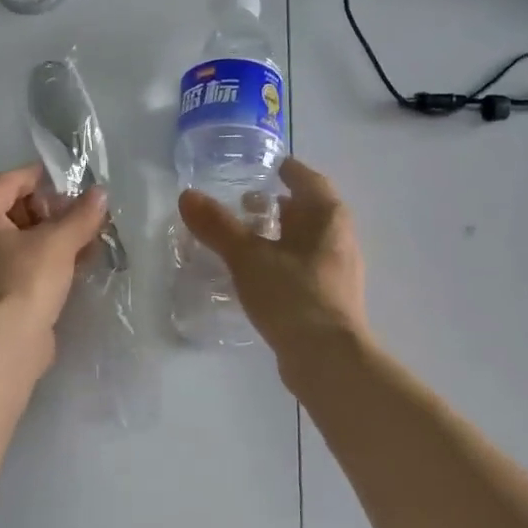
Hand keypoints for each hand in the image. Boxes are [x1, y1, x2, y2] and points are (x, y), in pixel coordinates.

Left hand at [0, 163, 109, 341]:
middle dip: (52, 210)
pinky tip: (79, 263)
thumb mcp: (58, 242)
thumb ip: (81, 215)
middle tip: (83, 214)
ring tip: (89, 237)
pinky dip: (48, 259)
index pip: (9, 180)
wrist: (4, 344)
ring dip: (54, 236)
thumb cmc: (24, 280)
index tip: (74, 184)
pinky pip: (23, 263)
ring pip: (21, 238)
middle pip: (14, 208)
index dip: (42, 178)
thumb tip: (100, 193)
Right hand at [178, 157, 367, 356]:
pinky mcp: (329, 299)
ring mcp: (338, 271)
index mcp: (329, 217)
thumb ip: (218, 226)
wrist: (328, 360)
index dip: (288, 171)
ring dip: (279, 235)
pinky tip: (256, 274)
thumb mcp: (248, 257)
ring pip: (306, 241)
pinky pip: (303, 267)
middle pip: (309, 211)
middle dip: (279, 205)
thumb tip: (187, 196)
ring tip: (244, 239)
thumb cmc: (293, 296)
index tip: (267, 167)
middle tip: (244, 204)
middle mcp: (340, 238)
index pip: (309, 180)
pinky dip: (281, 261)